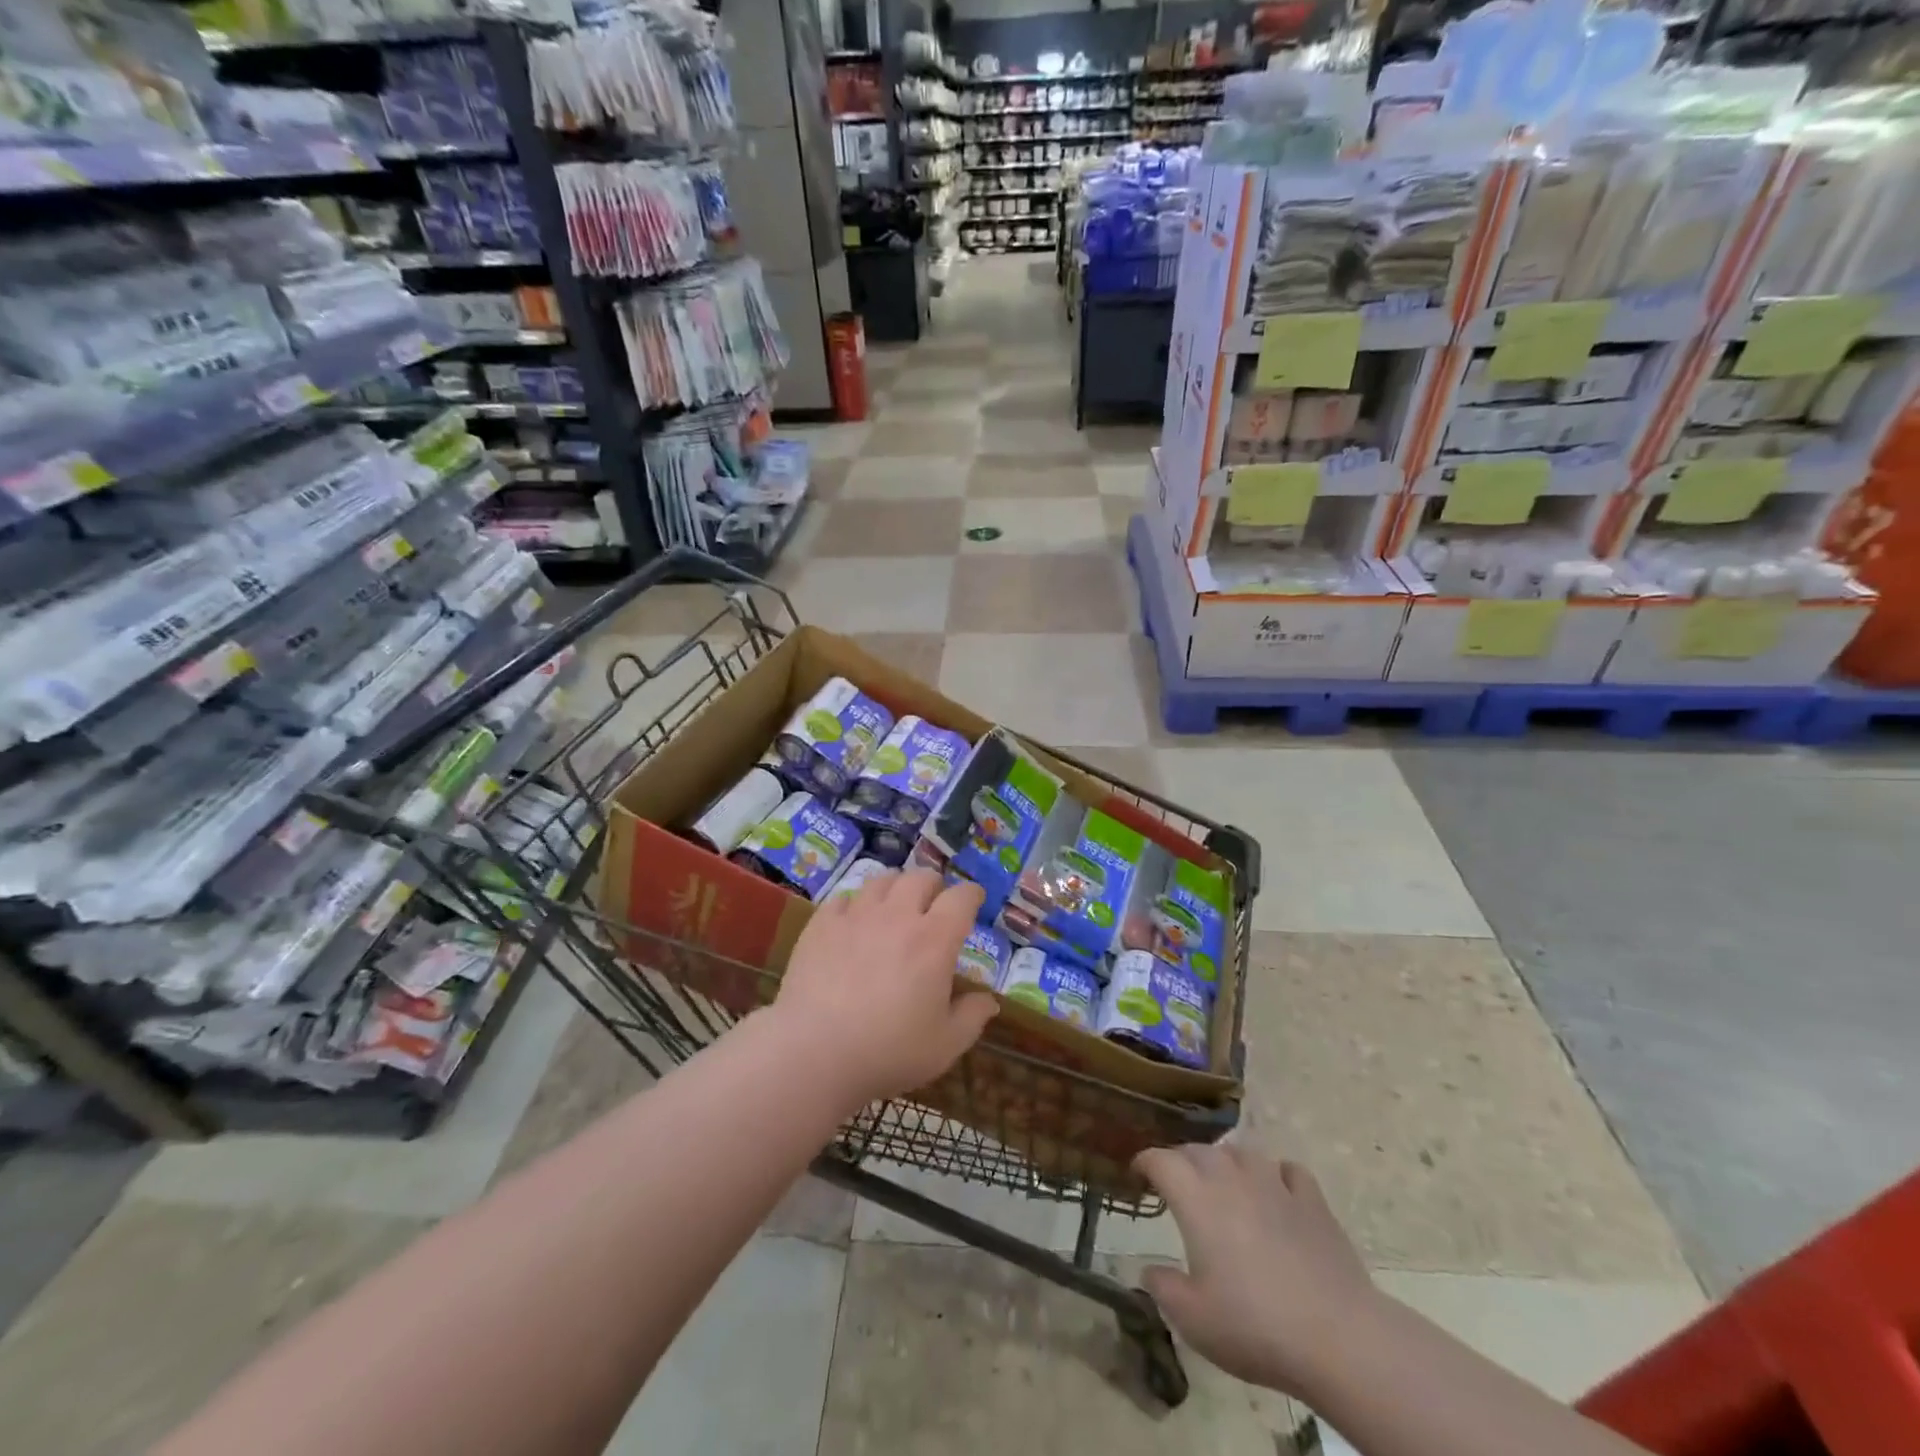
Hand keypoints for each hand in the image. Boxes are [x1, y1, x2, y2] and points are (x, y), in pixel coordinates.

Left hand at [773, 868, 997, 1110]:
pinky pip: (843, 898)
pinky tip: (853, 922)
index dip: (972, 894)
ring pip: (882, 880)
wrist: (814, 1051)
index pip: (961, 897)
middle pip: (921, 877)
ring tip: (895, 905)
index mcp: (935, 939)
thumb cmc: (888, 1050)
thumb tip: (989, 1000)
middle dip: (934, 886)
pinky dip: (854, 904)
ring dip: (896, 887)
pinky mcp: (822, 924)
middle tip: (933, 905)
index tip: (974, 901)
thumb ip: (972, 1017)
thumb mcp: (945, 1044)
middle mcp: (898, 916)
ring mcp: (856, 916)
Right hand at [1134, 1144, 1377, 1396]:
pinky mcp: (1312, 1200)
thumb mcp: (1194, 1320)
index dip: (1145, 1162)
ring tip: (1223, 1180)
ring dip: (1226, 1160)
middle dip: (1182, 1159)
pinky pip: (1288, 1171)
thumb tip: (1150, 1270)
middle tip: (1177, 1182)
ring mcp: (1275, 1185)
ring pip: (1242, 1152)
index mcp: (1197, 1199)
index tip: (1138, 1173)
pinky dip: (1276, 1174)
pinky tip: (1277, 1190)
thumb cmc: (1255, 1326)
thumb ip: (1164, 1288)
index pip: (1161, 1160)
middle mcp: (1231, 1179)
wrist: (1337, 1337)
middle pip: (1199, 1150)